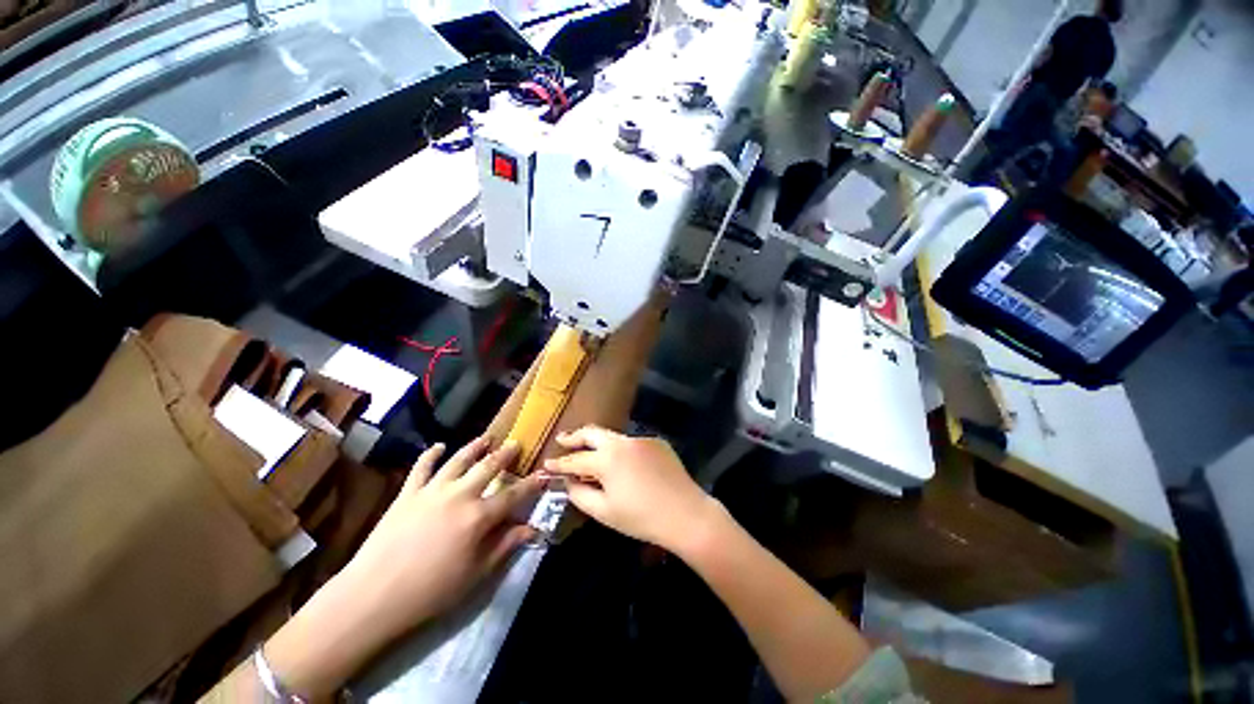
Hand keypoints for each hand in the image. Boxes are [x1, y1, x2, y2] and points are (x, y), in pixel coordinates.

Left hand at [338, 437, 545, 637]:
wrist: (373, 596)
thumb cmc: (430, 591)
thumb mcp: (475, 574)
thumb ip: (504, 546)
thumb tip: (532, 528)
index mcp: (479, 517)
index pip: (513, 495)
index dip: (531, 484)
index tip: (543, 474)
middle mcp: (459, 495)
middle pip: (488, 467)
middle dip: (505, 454)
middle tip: (516, 443)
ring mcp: (432, 491)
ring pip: (459, 460)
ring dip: (475, 446)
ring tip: (486, 438)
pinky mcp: (407, 493)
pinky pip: (421, 467)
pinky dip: (431, 454)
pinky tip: (438, 446)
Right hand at [542, 426, 719, 552]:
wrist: (686, 514)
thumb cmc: (641, 518)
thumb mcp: (605, 512)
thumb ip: (580, 495)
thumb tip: (569, 482)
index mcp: (607, 459)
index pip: (575, 460)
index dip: (559, 463)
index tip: (547, 464)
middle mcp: (622, 442)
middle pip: (592, 433)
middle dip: (575, 436)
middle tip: (563, 440)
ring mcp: (641, 439)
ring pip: (613, 437)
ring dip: (599, 444)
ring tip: (591, 455)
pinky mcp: (656, 442)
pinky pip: (633, 444)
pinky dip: (622, 451)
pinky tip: (626, 466)